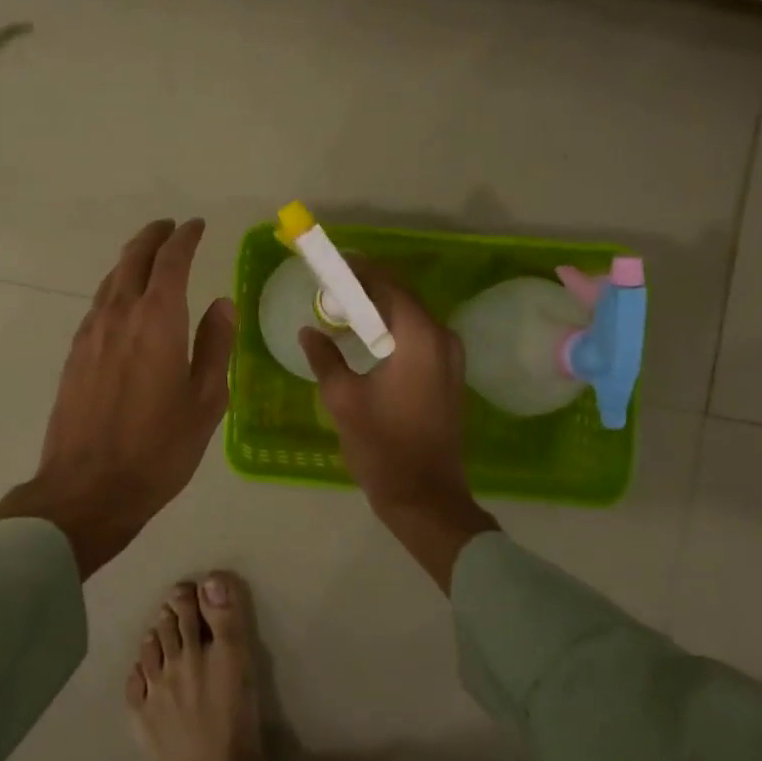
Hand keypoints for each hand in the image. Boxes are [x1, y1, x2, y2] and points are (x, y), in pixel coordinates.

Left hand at [0, 219, 234, 578]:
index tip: (196, 226)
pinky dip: (115, 288)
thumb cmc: (159, 448)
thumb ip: (215, 346)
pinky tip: (123, 302)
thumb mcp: (206, 401)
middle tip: (170, 229)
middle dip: (153, 238)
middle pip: (133, 259)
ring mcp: (91, 333)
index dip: (185, 238)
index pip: (171, 261)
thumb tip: (222, 304)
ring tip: (148, 257)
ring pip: (111, 280)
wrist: (88, 488)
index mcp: (158, 320)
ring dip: (131, 260)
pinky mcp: (74, 354)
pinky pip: (98, 305)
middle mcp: (120, 315)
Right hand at [298, 262, 496, 588]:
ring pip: (412, 320)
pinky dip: (394, 333)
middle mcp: (443, 340)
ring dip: (381, 313)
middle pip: (403, 299)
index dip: (360, 271)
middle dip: (368, 290)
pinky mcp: (450, 377)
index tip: (334, 264)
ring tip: (344, 313)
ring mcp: (452, 360)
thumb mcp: (343, 398)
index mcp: (420, 337)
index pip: (389, 286)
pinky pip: (419, 340)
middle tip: (333, 289)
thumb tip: (310, 332)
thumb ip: (325, 357)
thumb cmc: (382, 444)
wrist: (425, 496)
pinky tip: (368, 343)